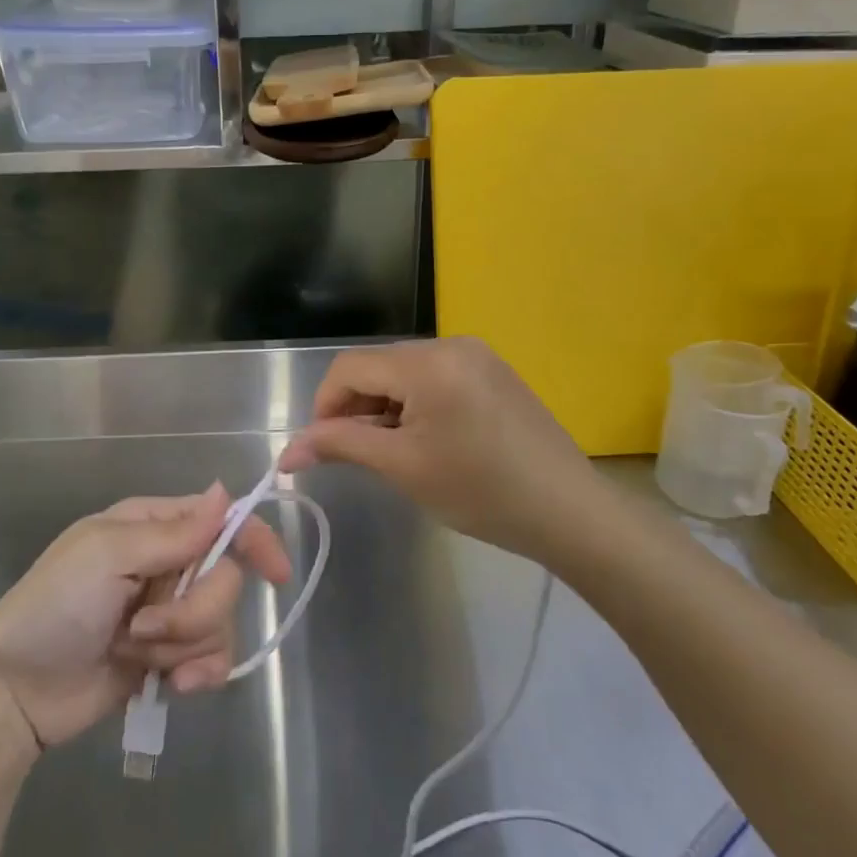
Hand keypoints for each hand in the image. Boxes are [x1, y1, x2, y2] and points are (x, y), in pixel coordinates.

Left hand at [0, 486, 291, 748]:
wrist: (14, 690)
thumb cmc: (54, 606)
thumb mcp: (108, 556)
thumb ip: (174, 533)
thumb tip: (226, 491)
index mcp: (152, 527)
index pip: (221, 521)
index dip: (255, 541)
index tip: (277, 574)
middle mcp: (167, 564)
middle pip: (225, 579)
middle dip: (192, 611)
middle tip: (144, 627)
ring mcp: (169, 614)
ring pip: (220, 623)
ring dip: (182, 646)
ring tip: (135, 654)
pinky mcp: (168, 659)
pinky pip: (211, 661)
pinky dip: (197, 675)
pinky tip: (173, 688)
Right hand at [279, 337, 603, 561]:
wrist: (568, 511)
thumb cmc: (480, 491)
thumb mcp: (402, 467)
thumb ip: (341, 446)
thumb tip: (287, 451)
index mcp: (428, 362)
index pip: (350, 367)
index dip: (324, 405)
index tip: (321, 448)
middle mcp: (452, 344)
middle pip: (378, 366)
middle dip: (355, 406)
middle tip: (355, 454)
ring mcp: (478, 356)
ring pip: (405, 372)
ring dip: (384, 406)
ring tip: (392, 452)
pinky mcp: (494, 372)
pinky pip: (436, 377)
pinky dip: (416, 404)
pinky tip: (426, 440)